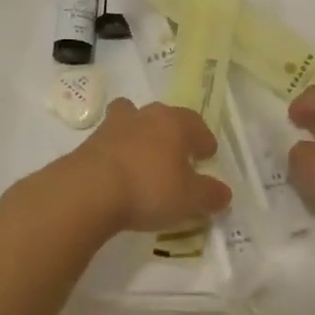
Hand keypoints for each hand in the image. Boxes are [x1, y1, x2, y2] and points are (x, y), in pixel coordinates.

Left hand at [52, 99, 228, 233]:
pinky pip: (111, 140)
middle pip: (164, 116)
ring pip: (133, 120)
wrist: (90, 190)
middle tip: (178, 156)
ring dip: (141, 134)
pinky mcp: (90, 141)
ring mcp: (114, 125)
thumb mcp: (189, 199)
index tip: (207, 156)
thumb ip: (210, 194)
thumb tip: (224, 193)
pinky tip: (120, 172)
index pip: (196, 124)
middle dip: (173, 133)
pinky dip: (118, 151)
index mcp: (174, 122)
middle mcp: (146, 115)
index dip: (204, 140)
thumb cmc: (149, 188)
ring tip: (145, 157)